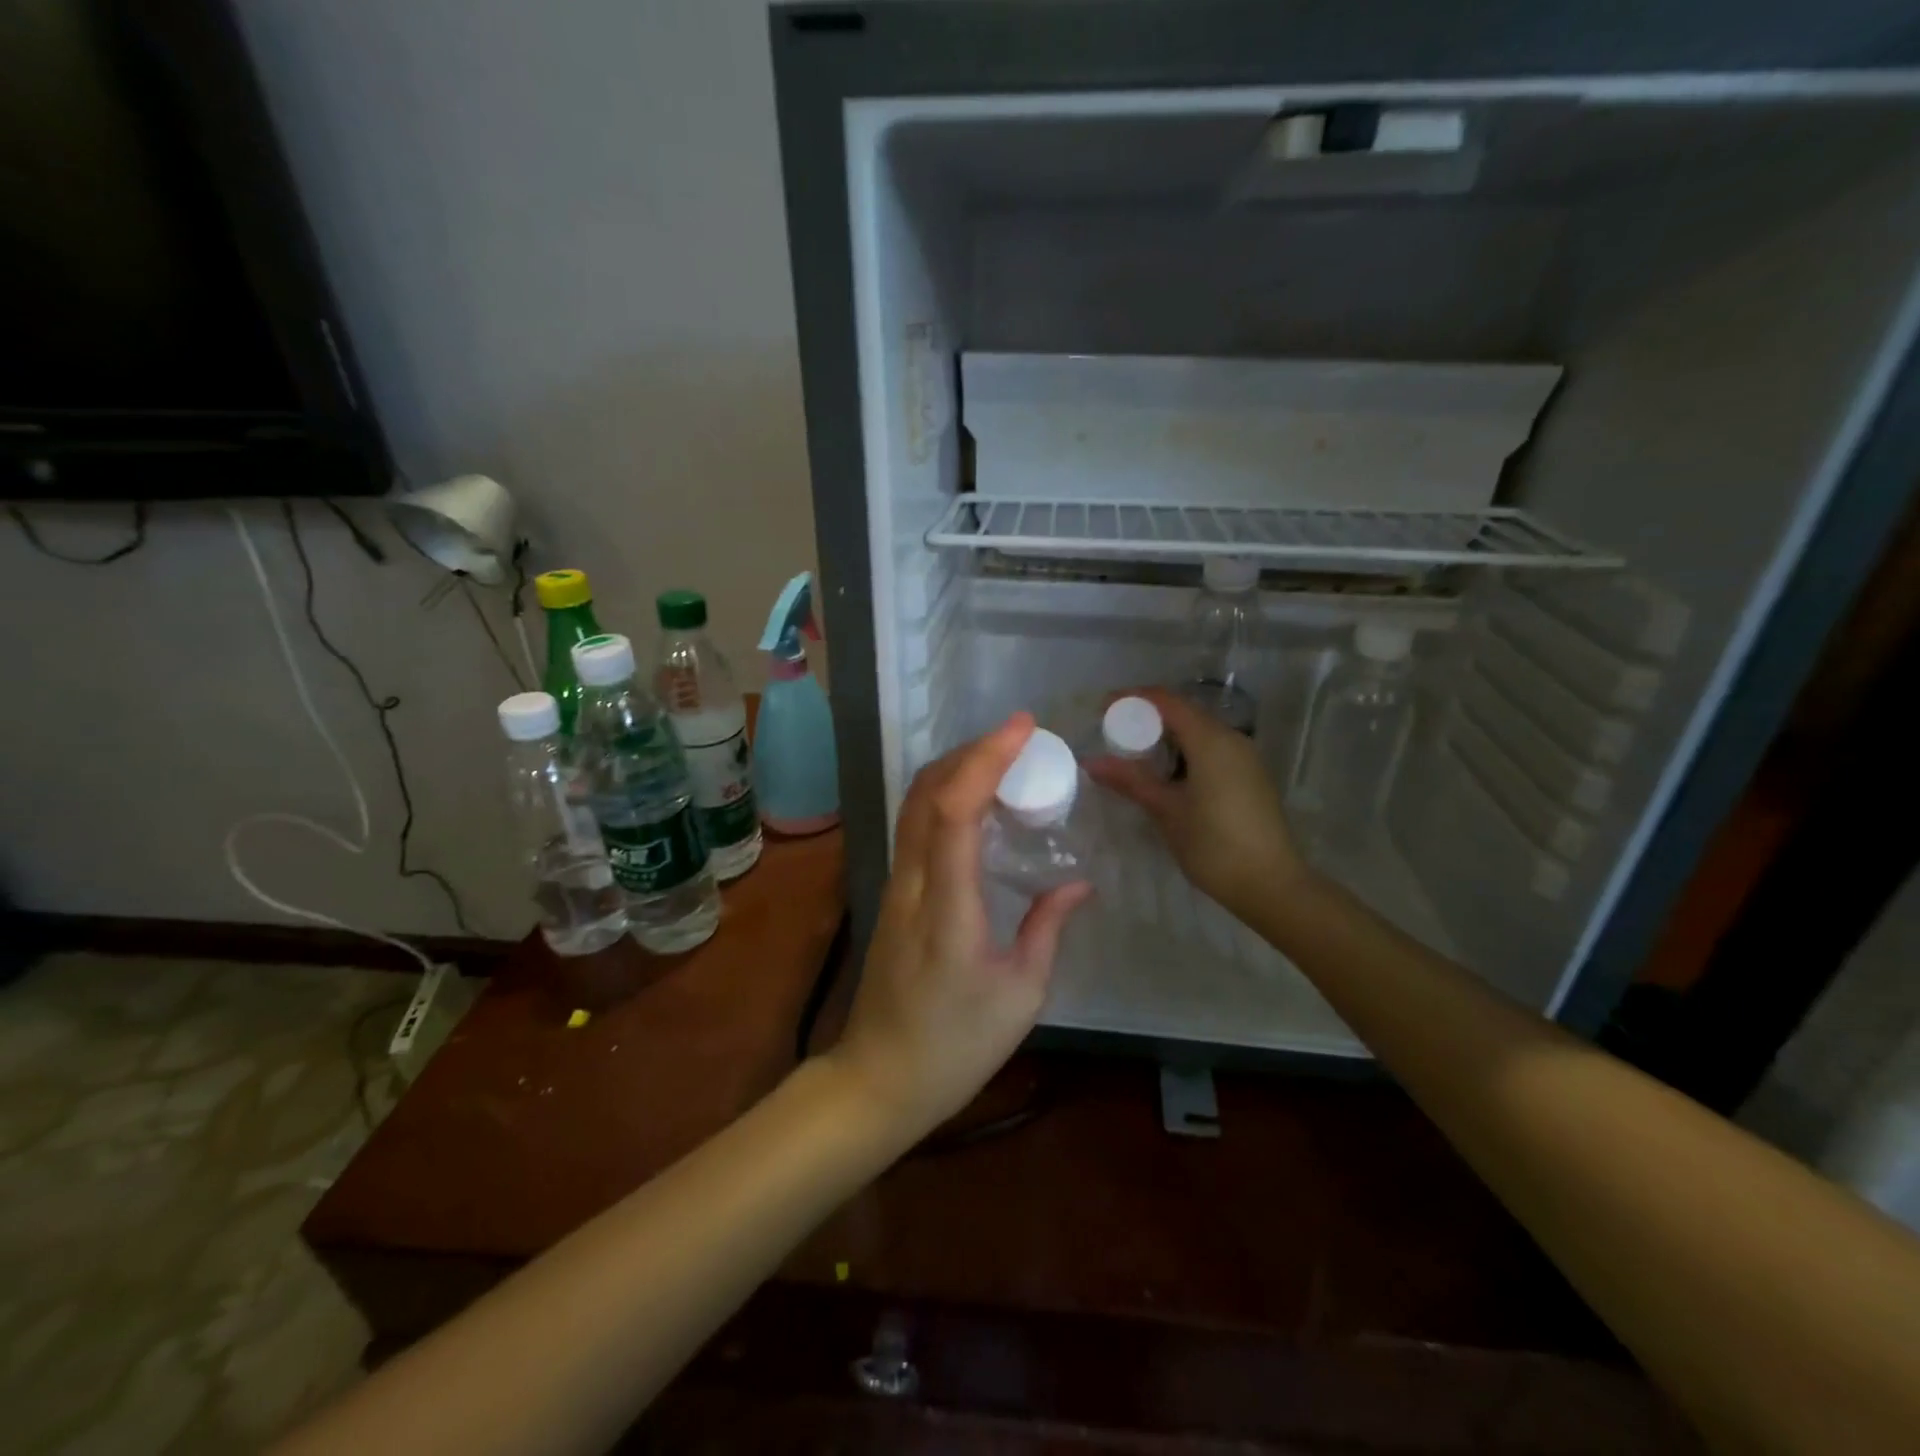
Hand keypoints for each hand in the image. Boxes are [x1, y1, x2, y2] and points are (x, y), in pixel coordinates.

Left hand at [828, 714, 1091, 1142]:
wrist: (879, 1079)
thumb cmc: (956, 1045)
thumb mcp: (1020, 994)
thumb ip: (1048, 928)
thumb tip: (1077, 883)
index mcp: (948, 908)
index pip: (956, 812)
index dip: (986, 760)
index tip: (1021, 729)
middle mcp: (912, 884)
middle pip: (926, 794)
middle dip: (969, 751)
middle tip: (1017, 737)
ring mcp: (895, 886)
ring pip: (913, 805)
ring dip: (952, 769)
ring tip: (999, 757)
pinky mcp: (892, 894)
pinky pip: (913, 827)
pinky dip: (942, 796)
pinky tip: (973, 802)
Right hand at [1086, 687, 1308, 918]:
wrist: (1271, 885)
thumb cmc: (1214, 845)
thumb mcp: (1166, 811)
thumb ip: (1130, 780)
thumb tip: (1092, 762)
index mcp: (1210, 740)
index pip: (1166, 701)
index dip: (1132, 699)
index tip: (1103, 709)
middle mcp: (1231, 739)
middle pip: (1184, 712)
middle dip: (1147, 718)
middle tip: (1113, 734)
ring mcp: (1245, 757)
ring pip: (1199, 731)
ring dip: (1166, 736)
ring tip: (1134, 755)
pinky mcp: (1250, 775)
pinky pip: (1211, 749)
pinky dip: (1185, 751)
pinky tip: (1166, 774)